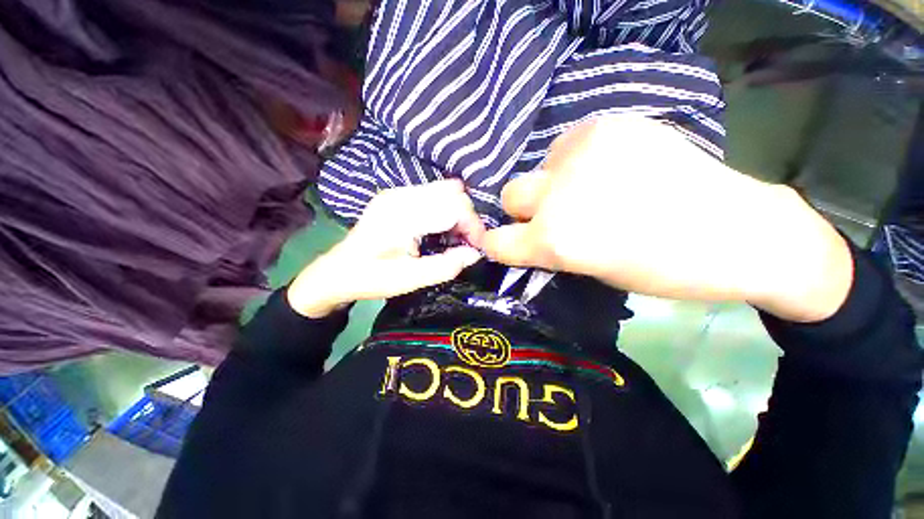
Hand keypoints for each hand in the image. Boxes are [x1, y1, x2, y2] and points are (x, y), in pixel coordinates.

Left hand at [288, 180, 484, 317]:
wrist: (339, 271)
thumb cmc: (372, 278)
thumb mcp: (410, 280)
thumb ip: (445, 267)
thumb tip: (475, 254)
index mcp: (402, 215)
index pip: (454, 207)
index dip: (473, 226)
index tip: (477, 248)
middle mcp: (401, 195)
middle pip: (453, 193)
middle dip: (467, 218)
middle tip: (466, 243)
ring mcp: (398, 191)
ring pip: (446, 190)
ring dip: (457, 212)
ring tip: (455, 237)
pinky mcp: (397, 195)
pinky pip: (434, 193)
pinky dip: (446, 209)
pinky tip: (441, 228)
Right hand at [482, 116, 852, 321]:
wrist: (736, 230)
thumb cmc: (661, 268)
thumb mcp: (589, 271)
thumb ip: (550, 247)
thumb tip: (530, 231)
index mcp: (555, 241)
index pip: (496, 241)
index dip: (497, 243)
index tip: (508, 241)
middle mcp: (558, 196)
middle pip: (510, 194)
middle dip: (524, 208)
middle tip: (554, 212)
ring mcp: (582, 153)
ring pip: (539, 167)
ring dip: (554, 181)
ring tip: (593, 186)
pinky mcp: (608, 124)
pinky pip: (569, 144)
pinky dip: (578, 159)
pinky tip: (612, 166)